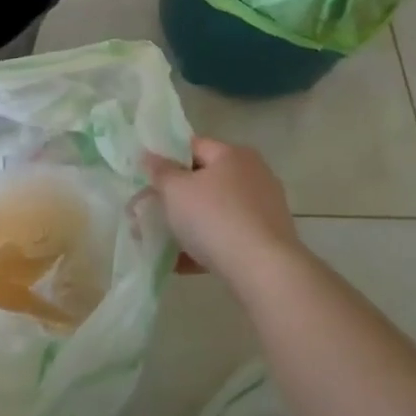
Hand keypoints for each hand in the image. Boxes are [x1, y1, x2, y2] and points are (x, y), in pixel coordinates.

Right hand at [145, 136, 301, 284]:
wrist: (263, 270)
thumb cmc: (214, 218)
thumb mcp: (175, 190)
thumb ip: (160, 171)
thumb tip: (149, 155)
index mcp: (232, 155)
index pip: (194, 146)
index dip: (167, 158)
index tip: (147, 177)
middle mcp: (253, 174)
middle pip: (205, 180)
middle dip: (177, 196)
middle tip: (152, 211)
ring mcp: (264, 208)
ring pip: (216, 211)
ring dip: (190, 224)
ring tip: (163, 242)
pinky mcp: (268, 238)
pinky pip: (228, 236)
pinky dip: (206, 245)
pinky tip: (183, 264)